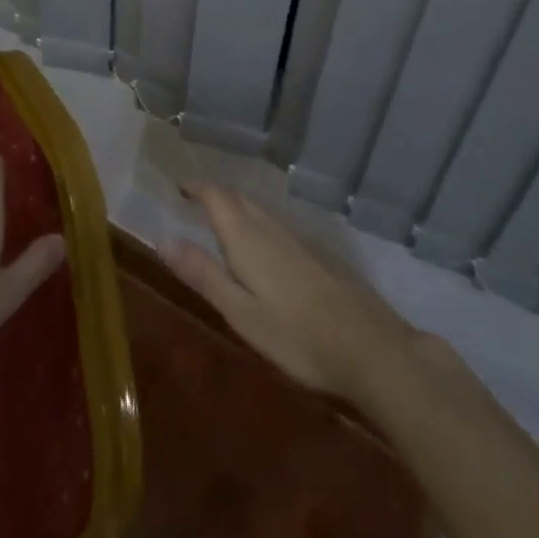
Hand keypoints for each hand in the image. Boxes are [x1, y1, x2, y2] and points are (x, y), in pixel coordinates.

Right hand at [163, 183, 414, 397]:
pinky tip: (267, 249)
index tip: (181, 186)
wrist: (375, 351)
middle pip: (240, 200)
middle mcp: (273, 229)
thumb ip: (203, 275)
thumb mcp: (241, 313)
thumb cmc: (298, 337)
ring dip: (239, 209)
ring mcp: (303, 241)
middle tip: (197, 201)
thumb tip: (163, 240)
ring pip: (262, 212)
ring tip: (224, 222)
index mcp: (247, 239)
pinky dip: (261, 225)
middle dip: (216, 195)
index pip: (217, 197)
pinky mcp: (324, 256)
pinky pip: (281, 227)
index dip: (197, 187)